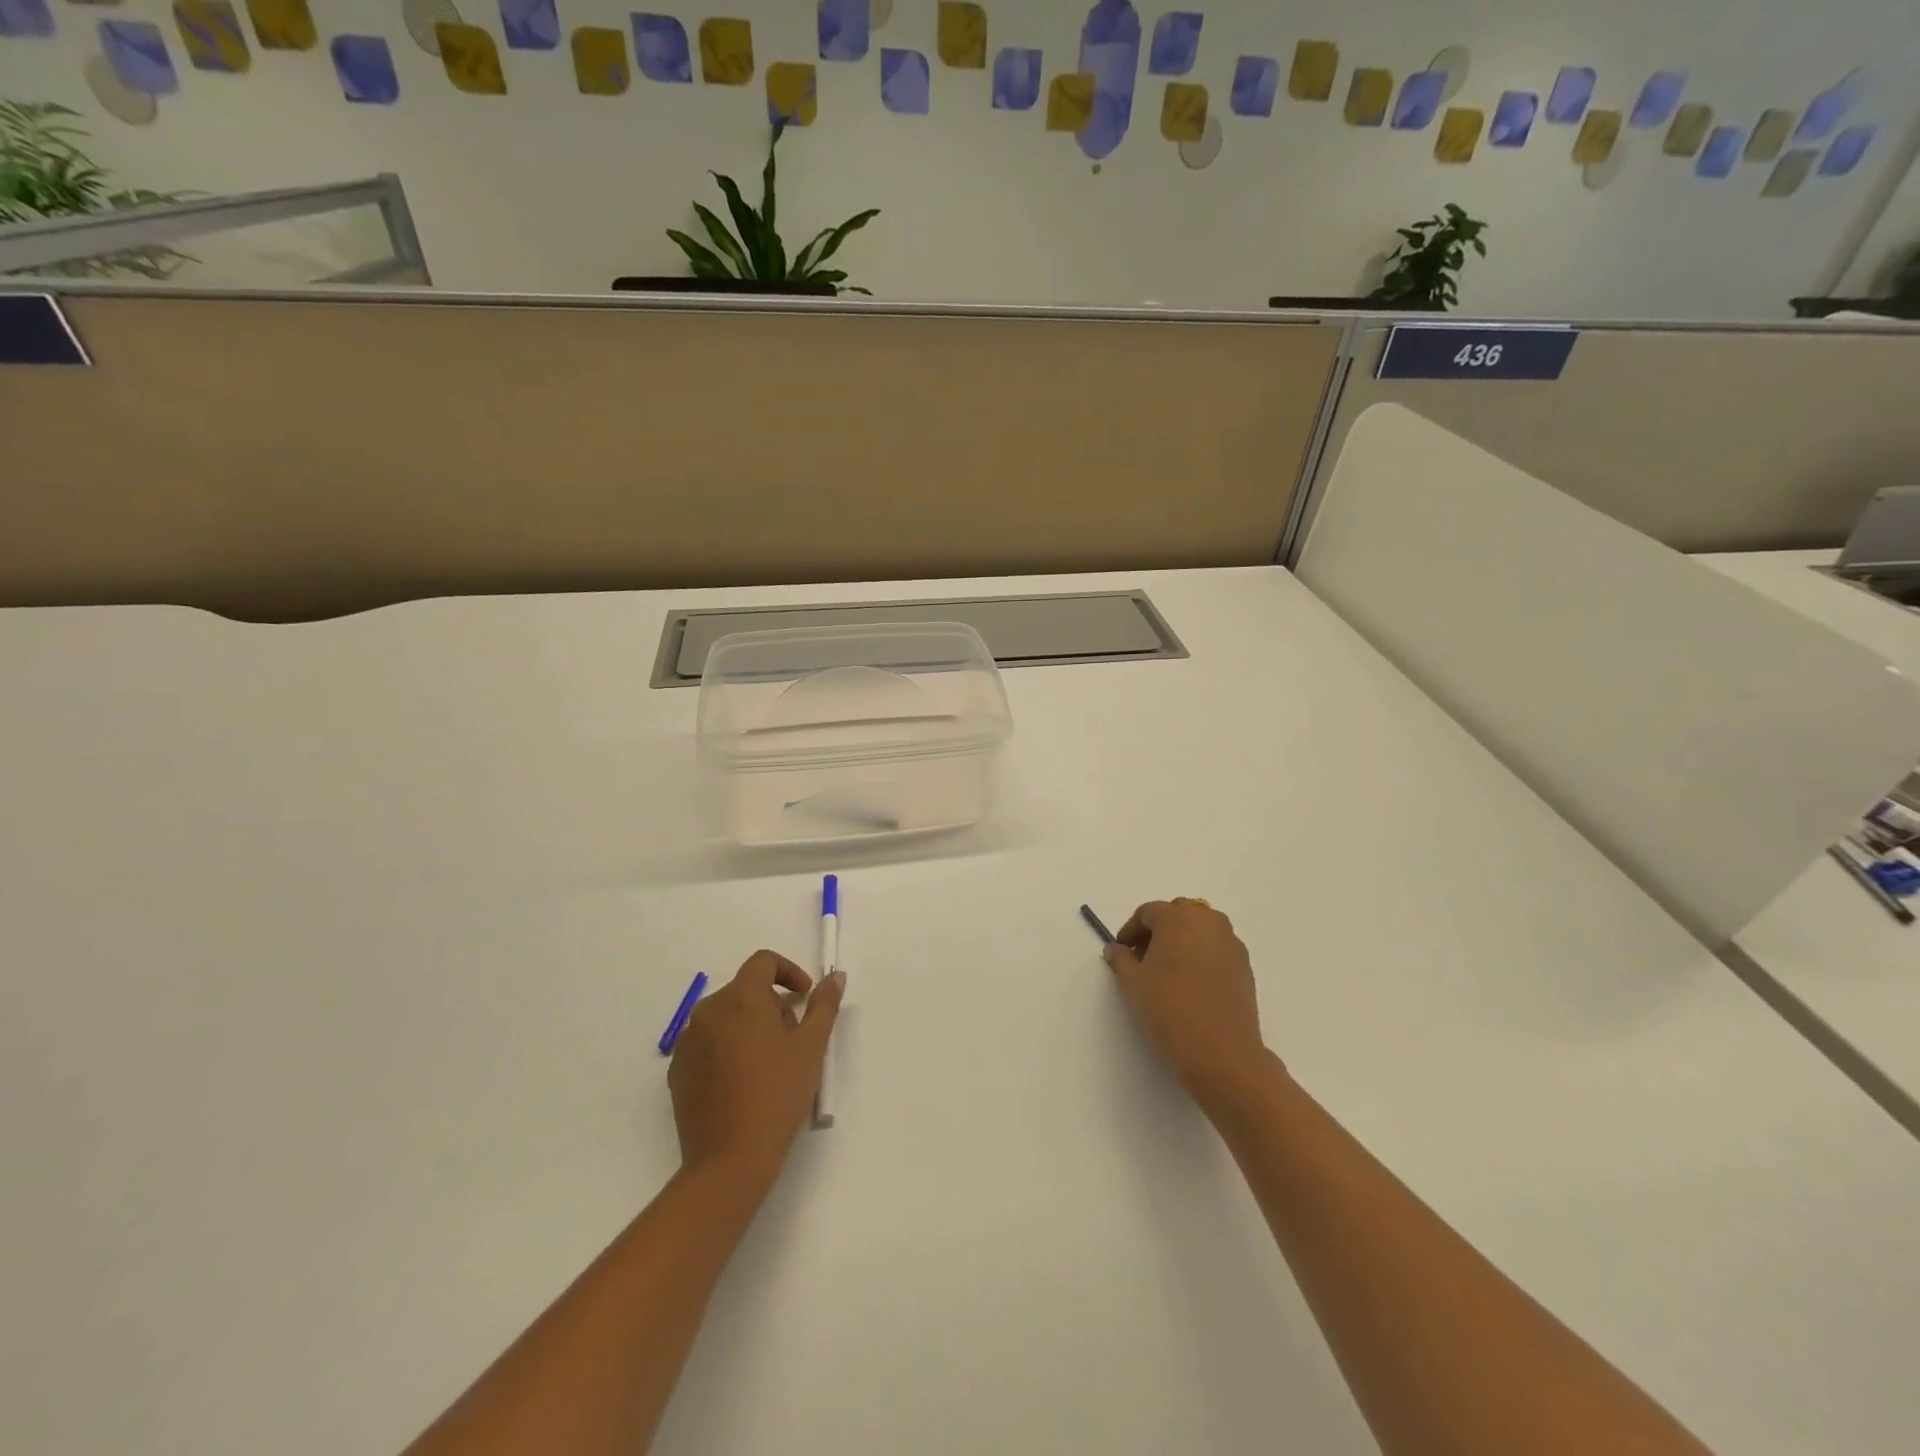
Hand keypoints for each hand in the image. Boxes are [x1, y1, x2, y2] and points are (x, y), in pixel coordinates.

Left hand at [668, 950, 844, 1186]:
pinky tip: (744, 1082)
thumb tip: (834, 977)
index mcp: (740, 999)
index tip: (805, 995)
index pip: (763, 962)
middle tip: (793, 1038)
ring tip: (770, 1063)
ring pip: (725, 1017)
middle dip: (772, 1004)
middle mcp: (708, 1012)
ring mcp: (688, 1042)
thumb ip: (824, 1005)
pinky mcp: (677, 1071)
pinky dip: (728, 1048)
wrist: (729, 1160)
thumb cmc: (777, 1095)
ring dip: (749, 1026)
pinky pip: (707, 1044)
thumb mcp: (811, 1047)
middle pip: (744, 990)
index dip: (788, 971)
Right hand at [1105, 899, 1272, 1106]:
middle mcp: (1207, 921)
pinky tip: (1192, 982)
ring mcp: (1230, 941)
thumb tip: (1116, 949)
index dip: (1130, 930)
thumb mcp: (1133, 983)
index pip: (1148, 912)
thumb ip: (1120, 959)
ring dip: (1182, 939)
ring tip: (1169, 969)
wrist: (1222, 1052)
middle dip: (1158, 930)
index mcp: (1177, 918)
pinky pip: (1216, 946)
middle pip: (1177, 913)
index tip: (1122, 951)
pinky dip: (1201, 953)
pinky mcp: (1245, 964)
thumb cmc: (1170, 1010)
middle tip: (1143, 957)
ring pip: (1200, 927)